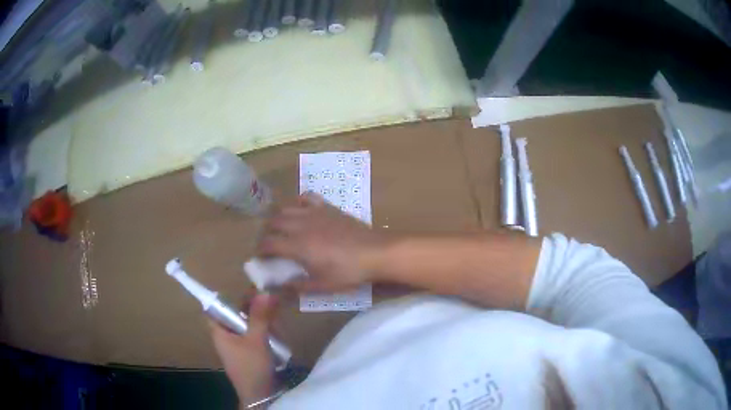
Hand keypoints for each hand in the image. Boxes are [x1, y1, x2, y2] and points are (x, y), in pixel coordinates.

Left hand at [209, 294, 277, 403]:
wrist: (261, 395)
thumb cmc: (252, 366)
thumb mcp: (256, 339)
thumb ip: (260, 316)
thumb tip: (264, 291)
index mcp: (219, 331)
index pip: (216, 307)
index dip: (229, 298)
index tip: (249, 292)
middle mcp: (226, 336)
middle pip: (235, 314)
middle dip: (253, 310)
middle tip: (271, 305)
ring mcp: (238, 345)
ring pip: (247, 325)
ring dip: (262, 322)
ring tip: (277, 322)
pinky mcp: (249, 352)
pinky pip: (255, 336)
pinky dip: (265, 333)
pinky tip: (277, 334)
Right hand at [257, 193, 385, 291]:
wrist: (375, 253)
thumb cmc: (348, 272)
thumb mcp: (321, 285)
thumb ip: (296, 286)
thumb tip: (277, 289)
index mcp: (297, 245)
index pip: (269, 244)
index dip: (260, 251)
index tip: (260, 258)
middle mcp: (301, 225)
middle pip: (273, 223)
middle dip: (266, 233)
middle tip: (270, 245)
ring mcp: (314, 213)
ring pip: (286, 208)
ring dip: (279, 218)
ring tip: (281, 229)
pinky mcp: (328, 207)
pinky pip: (307, 198)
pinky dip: (298, 202)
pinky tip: (300, 211)